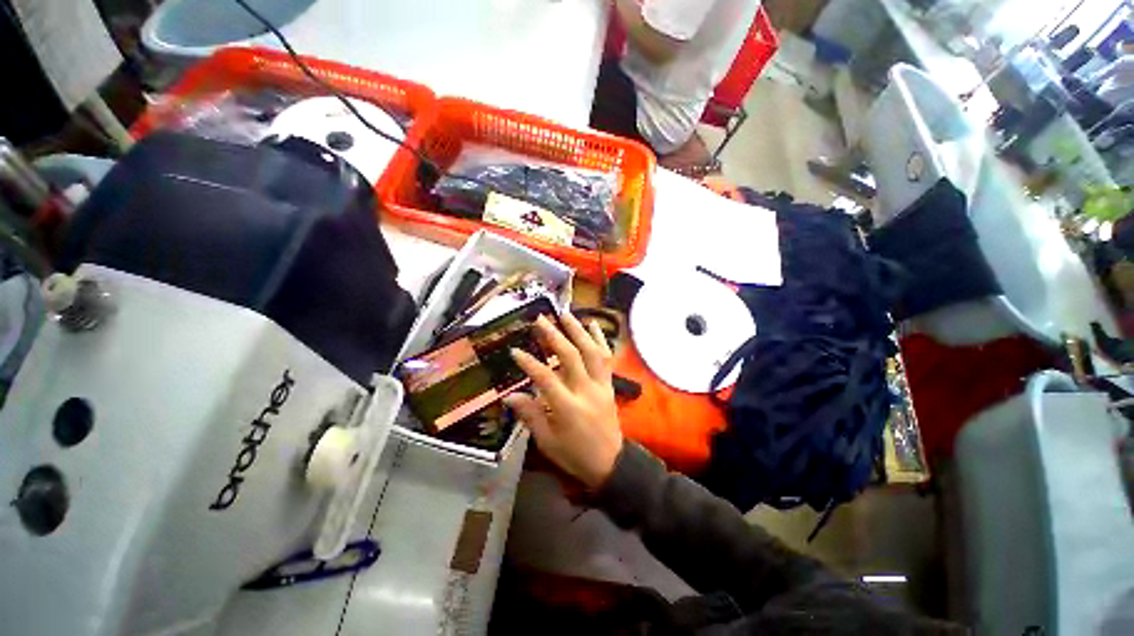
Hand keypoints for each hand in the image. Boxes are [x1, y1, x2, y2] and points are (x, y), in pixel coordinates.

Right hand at [504, 313, 623, 489]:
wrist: (611, 463)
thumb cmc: (575, 455)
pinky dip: (600, 339)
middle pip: (570, 357)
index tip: (515, 351)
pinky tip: (593, 324)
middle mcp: (586, 391)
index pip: (546, 378)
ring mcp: (601, 385)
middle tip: (540, 320)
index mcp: (568, 408)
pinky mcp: (609, 383)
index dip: (530, 363)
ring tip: (565, 314)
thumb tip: (509, 396)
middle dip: (554, 336)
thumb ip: (530, 415)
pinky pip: (606, 357)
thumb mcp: (547, 442)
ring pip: (592, 351)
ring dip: (578, 330)